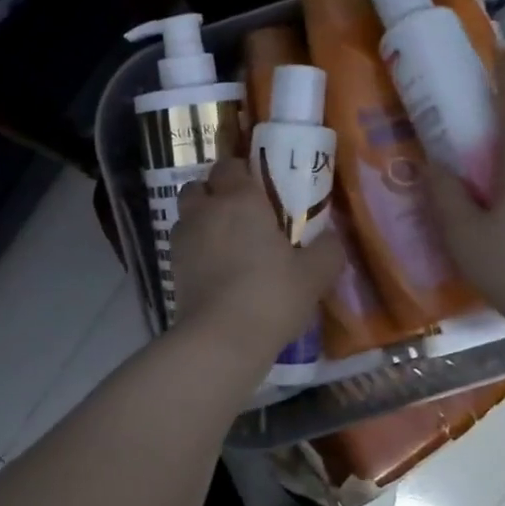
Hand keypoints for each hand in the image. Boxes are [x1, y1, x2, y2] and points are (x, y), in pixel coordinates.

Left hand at [170, 157, 342, 361]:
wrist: (221, 340)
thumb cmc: (271, 295)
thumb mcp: (315, 274)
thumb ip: (328, 249)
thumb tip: (332, 238)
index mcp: (240, 199)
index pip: (231, 166)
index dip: (243, 173)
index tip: (262, 190)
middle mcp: (206, 210)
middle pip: (199, 186)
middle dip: (215, 194)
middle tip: (241, 215)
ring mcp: (183, 239)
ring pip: (187, 215)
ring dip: (202, 221)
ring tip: (227, 244)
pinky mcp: (172, 269)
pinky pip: (184, 246)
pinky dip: (196, 250)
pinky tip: (217, 270)